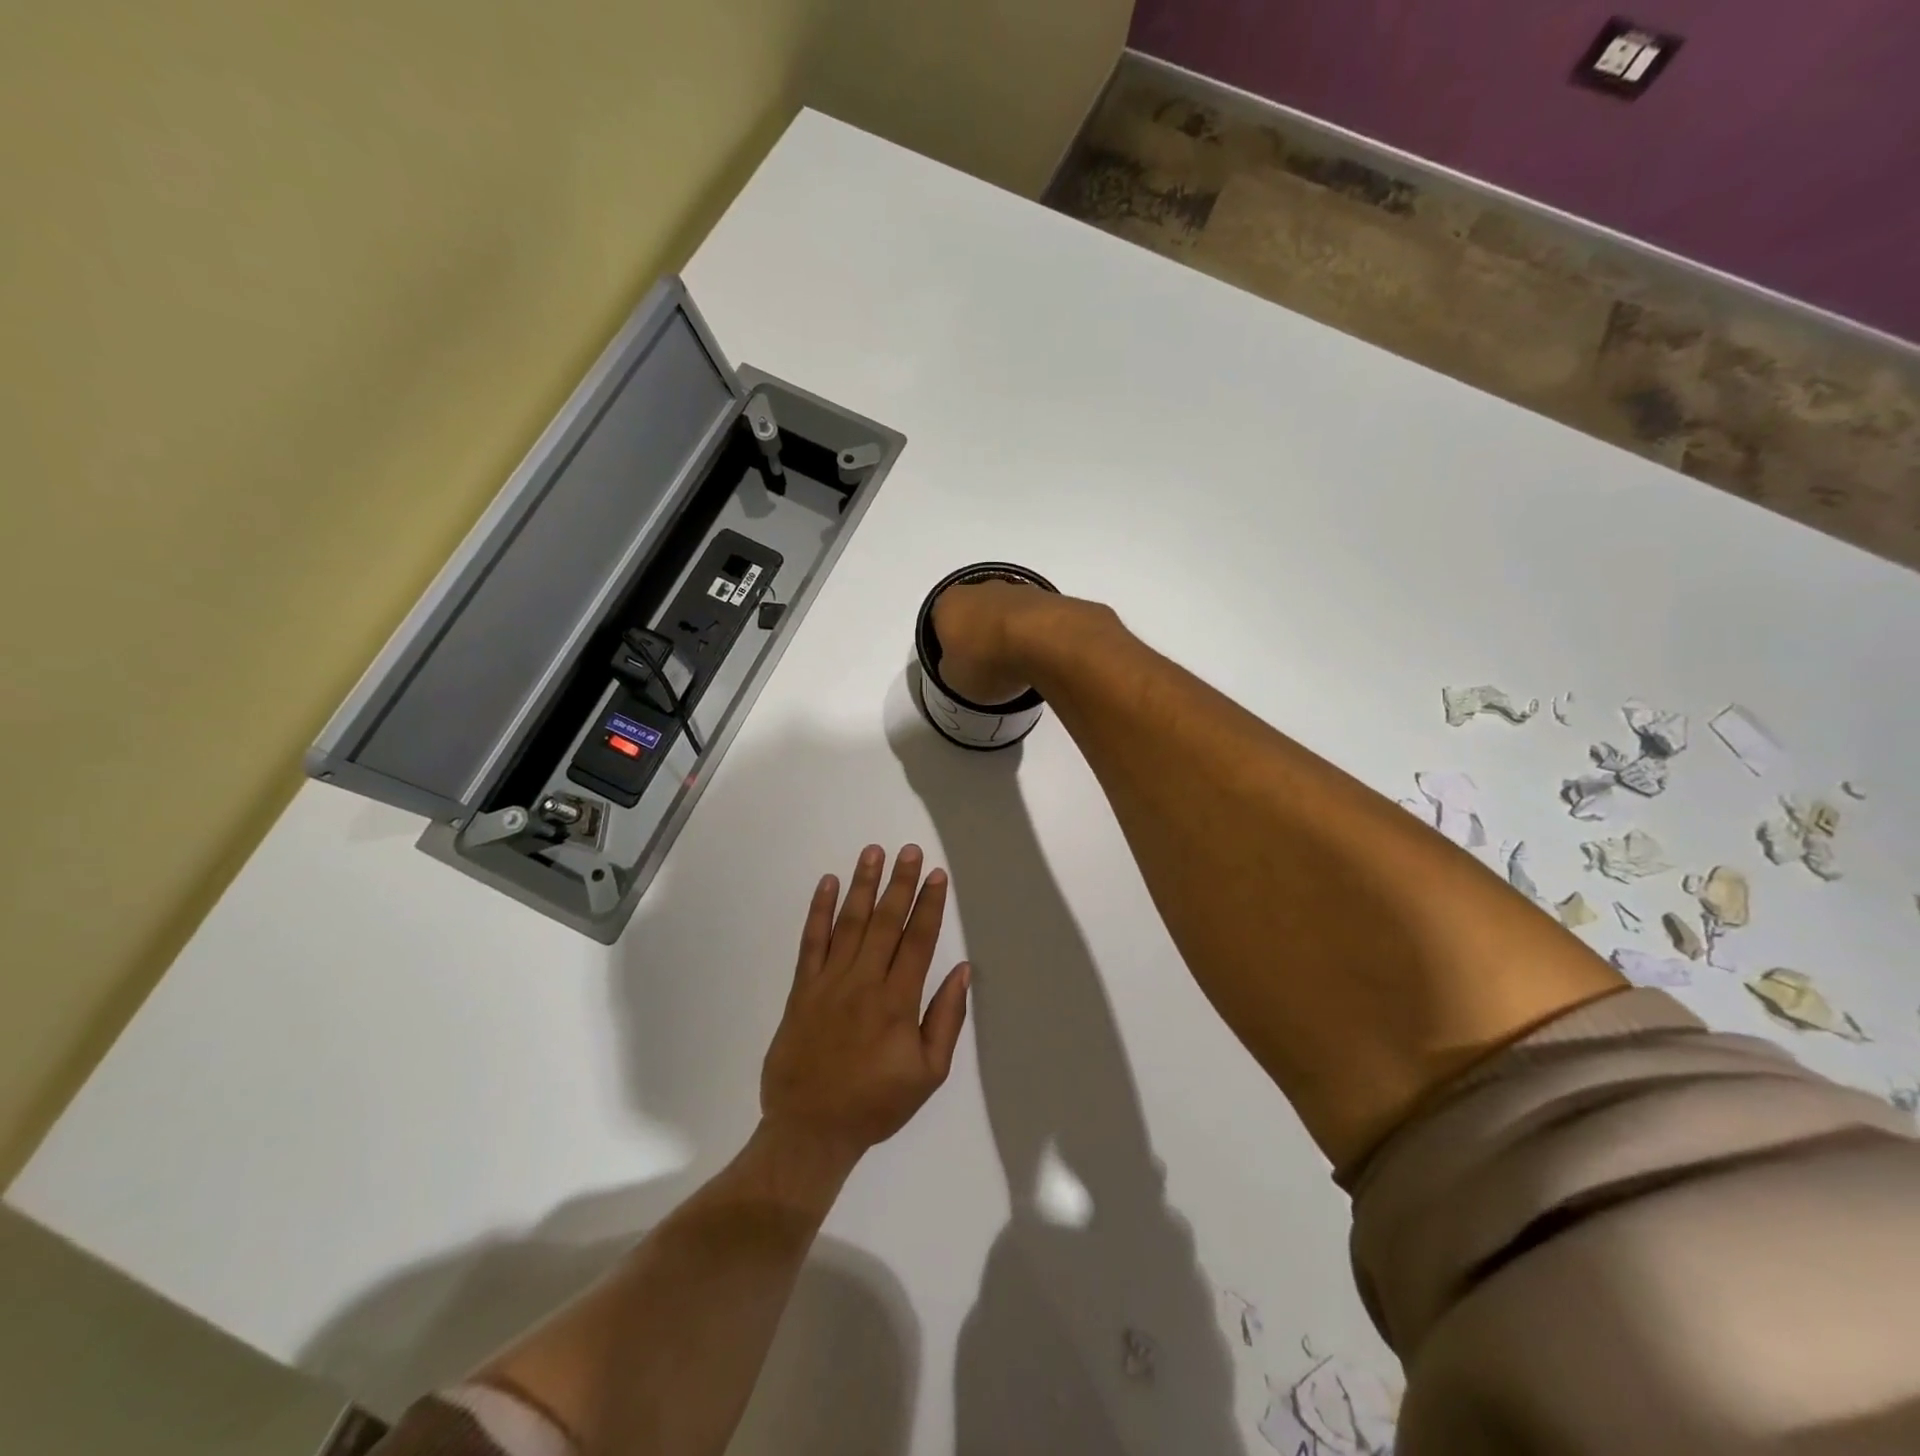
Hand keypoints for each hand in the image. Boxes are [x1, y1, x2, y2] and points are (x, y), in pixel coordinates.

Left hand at [760, 845, 970, 1166]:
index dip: (929, 905)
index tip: (937, 875)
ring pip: (849, 923)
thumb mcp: (928, 1074)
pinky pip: (811, 942)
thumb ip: (946, 1019)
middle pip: (885, 922)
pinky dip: (819, 911)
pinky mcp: (802, 989)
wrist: (810, 1129)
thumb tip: (962, 970)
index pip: (918, 940)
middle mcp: (864, 982)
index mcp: (897, 1001)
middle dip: (900, 883)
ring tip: (873, 852)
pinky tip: (827, 884)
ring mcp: (829, 982)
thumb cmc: (876, 1103)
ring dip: (862, 885)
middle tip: (910, 850)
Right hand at [931, 581, 1114, 705]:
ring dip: (1008, 633)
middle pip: (974, 612)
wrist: (1042, 640)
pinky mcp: (1047, 597)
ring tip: (1017, 664)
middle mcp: (978, 588)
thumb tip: (957, 664)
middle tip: (988, 665)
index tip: (959, 665)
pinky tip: (1038, 656)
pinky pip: (1032, 619)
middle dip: (979, 634)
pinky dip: (1033, 634)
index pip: (938, 622)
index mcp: (947, 604)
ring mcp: (1015, 589)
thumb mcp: (954, 679)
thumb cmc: (986, 661)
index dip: (947, 644)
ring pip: (1005, 613)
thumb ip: (951, 668)